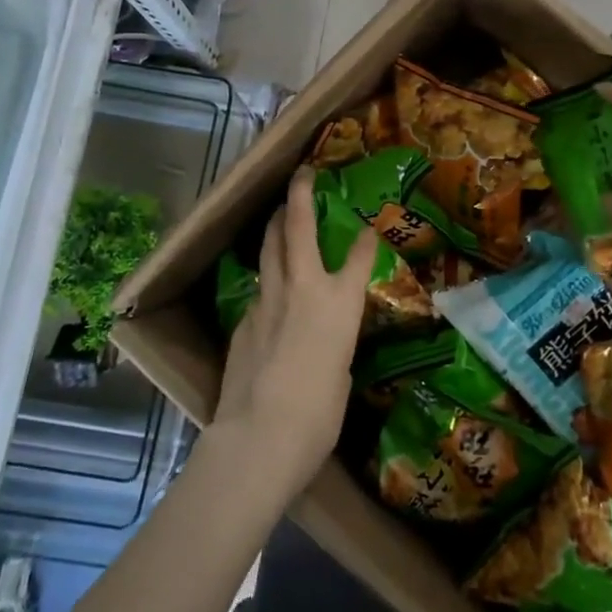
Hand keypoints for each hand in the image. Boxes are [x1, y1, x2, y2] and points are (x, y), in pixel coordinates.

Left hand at [211, 167, 377, 505]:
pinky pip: (259, 288)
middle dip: (299, 196)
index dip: (366, 237)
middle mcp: (302, 287)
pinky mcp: (243, 319)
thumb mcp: (342, 371)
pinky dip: (268, 279)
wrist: (261, 434)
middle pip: (295, 226)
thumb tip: (324, 339)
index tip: (368, 226)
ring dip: (276, 227)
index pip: (359, 254)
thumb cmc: (320, 413)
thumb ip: (335, 342)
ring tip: (280, 216)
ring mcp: (267, 299)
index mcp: (339, 301)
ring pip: (269, 248)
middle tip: (302, 178)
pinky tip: (270, 292)